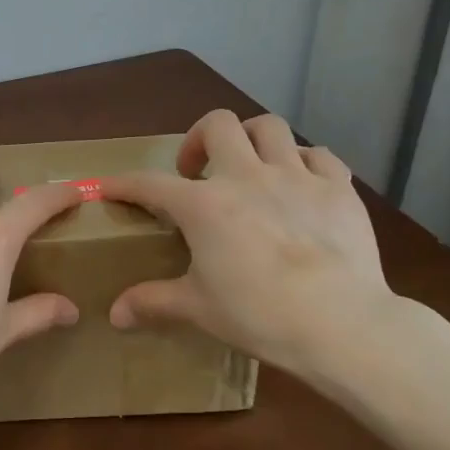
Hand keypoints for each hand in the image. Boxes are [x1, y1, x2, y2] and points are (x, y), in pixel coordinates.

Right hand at [99, 110, 391, 372]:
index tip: (106, 186)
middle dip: (199, 139)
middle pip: (218, 125)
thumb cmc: (261, 315)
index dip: (124, 184)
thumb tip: (115, 315)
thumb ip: (153, 302)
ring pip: (269, 127)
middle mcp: (246, 177)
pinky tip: (300, 185)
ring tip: (248, 165)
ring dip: (252, 139)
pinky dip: (304, 163)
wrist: (342, 325)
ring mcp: (296, 177)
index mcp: (205, 206)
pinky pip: (319, 156)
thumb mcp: (199, 309)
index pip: (150, 184)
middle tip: (196, 172)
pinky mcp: (338, 189)